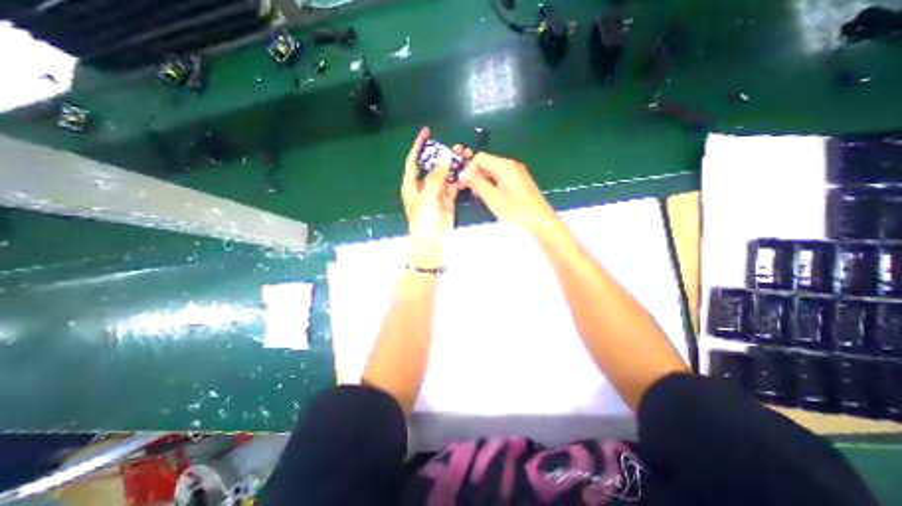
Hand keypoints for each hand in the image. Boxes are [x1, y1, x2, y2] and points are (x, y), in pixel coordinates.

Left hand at [402, 126, 457, 263]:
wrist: (433, 243)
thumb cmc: (424, 221)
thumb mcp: (427, 198)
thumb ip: (436, 177)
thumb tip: (446, 158)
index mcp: (412, 185)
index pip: (414, 161)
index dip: (419, 146)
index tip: (426, 132)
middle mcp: (423, 187)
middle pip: (433, 166)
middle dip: (443, 155)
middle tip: (457, 148)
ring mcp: (436, 193)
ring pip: (446, 175)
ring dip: (454, 166)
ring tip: (466, 156)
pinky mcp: (448, 200)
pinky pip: (454, 185)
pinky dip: (460, 178)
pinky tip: (468, 172)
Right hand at [460, 151, 561, 235]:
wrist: (541, 223)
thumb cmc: (518, 211)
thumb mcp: (493, 198)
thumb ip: (477, 183)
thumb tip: (463, 173)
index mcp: (506, 166)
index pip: (481, 158)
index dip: (469, 168)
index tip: (464, 183)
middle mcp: (512, 166)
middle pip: (488, 163)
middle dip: (476, 175)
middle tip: (469, 191)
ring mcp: (517, 174)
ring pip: (494, 172)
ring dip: (483, 181)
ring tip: (480, 196)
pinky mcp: (520, 183)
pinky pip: (501, 179)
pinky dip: (493, 185)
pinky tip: (491, 198)